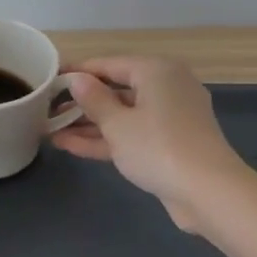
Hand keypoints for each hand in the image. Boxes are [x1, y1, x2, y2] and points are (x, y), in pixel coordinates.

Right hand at [51, 56, 247, 231]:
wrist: (208, 192)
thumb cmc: (158, 147)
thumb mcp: (117, 123)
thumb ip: (93, 100)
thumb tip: (75, 80)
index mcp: (156, 71)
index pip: (109, 64)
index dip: (77, 72)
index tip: (49, 80)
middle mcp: (166, 87)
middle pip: (116, 89)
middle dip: (81, 102)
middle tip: (47, 109)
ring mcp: (170, 117)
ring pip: (123, 115)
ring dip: (89, 124)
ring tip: (51, 130)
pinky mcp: (170, 143)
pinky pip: (133, 133)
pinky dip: (107, 138)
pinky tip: (71, 145)